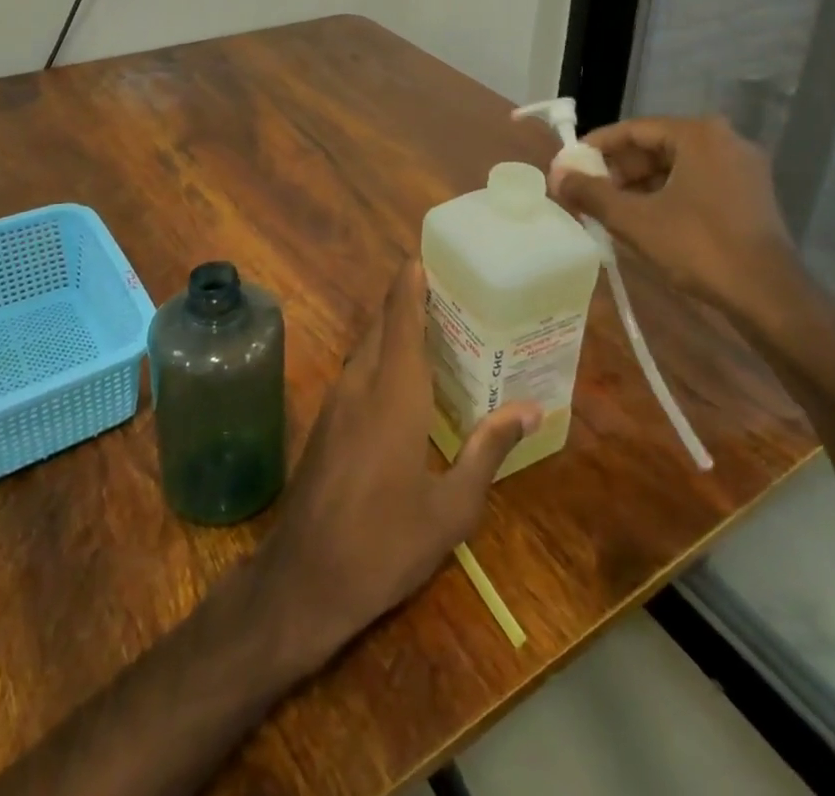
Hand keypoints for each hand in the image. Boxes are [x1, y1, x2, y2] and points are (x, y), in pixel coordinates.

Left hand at [260, 260, 539, 665]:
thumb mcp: (452, 507)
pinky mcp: (326, 422)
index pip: (400, 316)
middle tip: (453, 294)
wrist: (304, 580)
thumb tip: (530, 407)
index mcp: (394, 391)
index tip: (428, 254)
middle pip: (383, 324)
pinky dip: (382, 358)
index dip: (411, 281)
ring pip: (367, 347)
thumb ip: (488, 449)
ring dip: (395, 330)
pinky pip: (358, 371)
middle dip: (410, 301)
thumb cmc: (385, 542)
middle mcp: (361, 382)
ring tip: (438, 331)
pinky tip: (406, 382)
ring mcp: (336, 401)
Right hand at [549, 116, 800, 331]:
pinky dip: (665, 196)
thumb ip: (591, 193)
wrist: (768, 295)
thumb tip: (556, 176)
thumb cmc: (698, 247)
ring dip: (639, 185)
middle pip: (655, 146)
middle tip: (587, 192)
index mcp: (698, 134)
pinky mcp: (749, 194)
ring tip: (608, 210)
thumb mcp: (634, 219)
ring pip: (675, 167)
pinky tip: (643, 220)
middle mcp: (724, 140)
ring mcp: (741, 168)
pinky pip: (695, 183)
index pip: (634, 129)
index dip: (596, 147)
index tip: (570, 166)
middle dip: (617, 170)